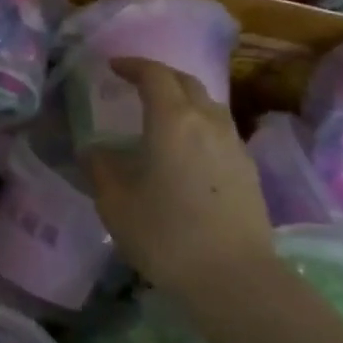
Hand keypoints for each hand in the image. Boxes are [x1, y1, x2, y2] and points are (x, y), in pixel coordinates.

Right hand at [81, 58, 276, 293]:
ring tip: (161, 116)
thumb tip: (94, 150)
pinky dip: (198, 125)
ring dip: (183, 99)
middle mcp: (208, 121)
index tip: (113, 67)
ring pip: (208, 105)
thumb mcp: (115, 203)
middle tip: (136, 85)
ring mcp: (234, 144)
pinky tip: (186, 149)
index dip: (133, 65)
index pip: (155, 75)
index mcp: (172, 120)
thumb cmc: (165, 234)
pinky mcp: (248, 169)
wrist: (233, 277)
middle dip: (160, 76)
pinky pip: (219, 130)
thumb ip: (101, 168)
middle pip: (186, 82)